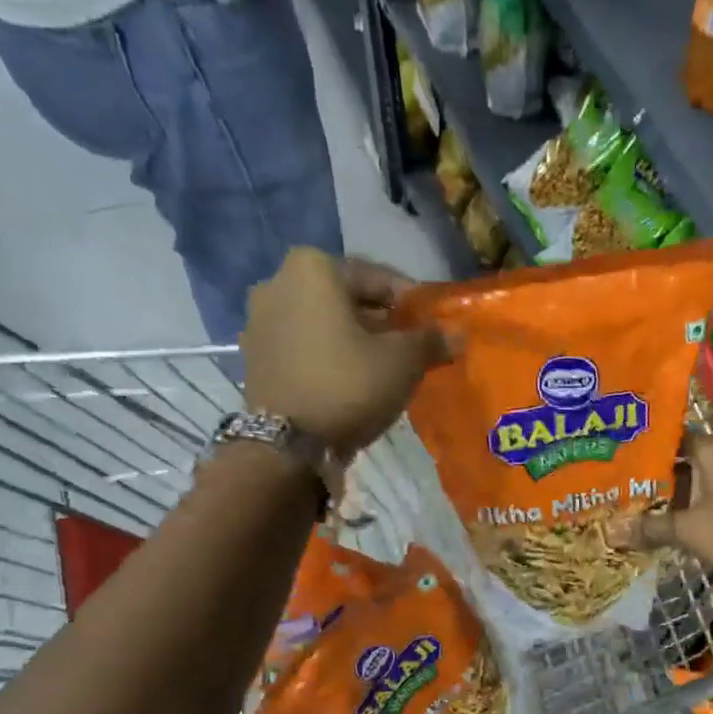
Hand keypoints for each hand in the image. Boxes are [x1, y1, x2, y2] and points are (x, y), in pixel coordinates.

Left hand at [240, 249, 448, 453]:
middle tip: (411, 346)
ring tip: (384, 366)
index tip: (433, 326)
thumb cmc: (349, 385)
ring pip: (324, 322)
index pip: (380, 278)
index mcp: (314, 268)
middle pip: (347, 298)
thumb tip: (457, 334)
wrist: (287, 445)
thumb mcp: (403, 361)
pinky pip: (303, 345)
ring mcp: (259, 320)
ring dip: (354, 338)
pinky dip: (328, 354)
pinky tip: (351, 379)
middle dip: (381, 320)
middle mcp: (277, 282)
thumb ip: (431, 340)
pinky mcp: (254, 355)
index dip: (413, 304)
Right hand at [613, 432, 712, 586]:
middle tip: (612, 483)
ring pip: (688, 484)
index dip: (641, 443)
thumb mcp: (688, 529)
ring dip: (664, 496)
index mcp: (709, 450)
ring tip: (627, 505)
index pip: (668, 435)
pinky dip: (681, 510)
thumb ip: (650, 528)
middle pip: (676, 461)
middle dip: (647, 475)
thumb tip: (611, 532)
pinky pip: (700, 502)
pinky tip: (657, 524)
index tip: (613, 452)